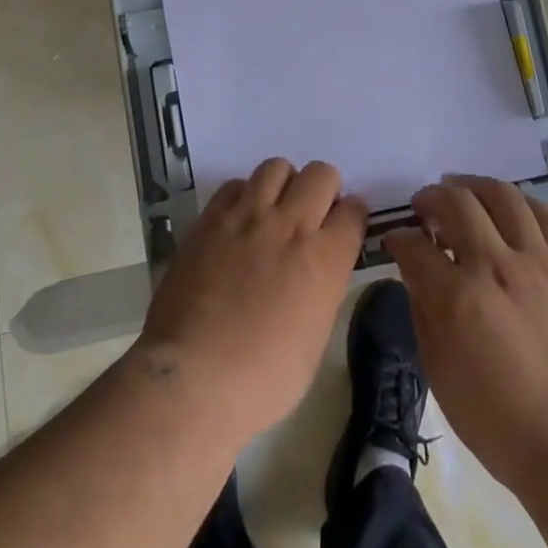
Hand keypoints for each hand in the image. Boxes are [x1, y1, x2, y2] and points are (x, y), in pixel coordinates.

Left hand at [135, 158, 366, 439]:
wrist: (194, 379)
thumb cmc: (263, 380)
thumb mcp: (314, 340)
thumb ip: (322, 289)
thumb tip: (317, 272)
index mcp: (325, 259)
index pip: (354, 211)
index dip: (351, 217)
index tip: (343, 228)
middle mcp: (291, 225)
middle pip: (321, 174)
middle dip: (323, 189)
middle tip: (311, 215)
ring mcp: (248, 217)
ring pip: (277, 167)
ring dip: (283, 184)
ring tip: (274, 209)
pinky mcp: (210, 219)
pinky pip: (235, 185)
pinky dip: (243, 195)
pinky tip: (238, 220)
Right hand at [385, 175, 547, 497]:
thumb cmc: (497, 420)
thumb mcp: (439, 372)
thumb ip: (423, 309)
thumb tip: (415, 268)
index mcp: (459, 299)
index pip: (415, 245)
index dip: (399, 237)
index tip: (396, 239)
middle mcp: (497, 267)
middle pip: (457, 202)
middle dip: (431, 197)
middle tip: (423, 206)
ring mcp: (538, 262)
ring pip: (502, 196)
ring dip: (473, 185)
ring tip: (461, 189)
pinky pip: (545, 215)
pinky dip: (520, 202)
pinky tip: (507, 207)